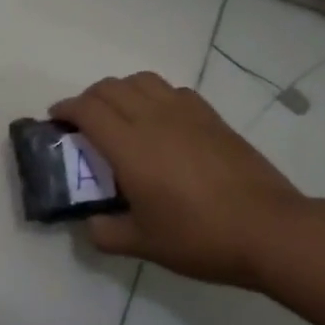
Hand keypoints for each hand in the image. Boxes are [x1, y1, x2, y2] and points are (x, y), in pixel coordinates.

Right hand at [50, 73, 302, 289]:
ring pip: (142, 80)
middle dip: (88, 98)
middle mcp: (154, 119)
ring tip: (119, 114)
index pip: (87, 109)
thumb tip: (90, 224)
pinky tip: (159, 120)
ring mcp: (186, 113)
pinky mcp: (211, 116)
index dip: (65, 109)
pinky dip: (153, 95)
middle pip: (110, 87)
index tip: (56, 120)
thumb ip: (106, 232)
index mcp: (130, 147)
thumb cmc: (200, 237)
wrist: (268, 229)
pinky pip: (172, 90)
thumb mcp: (144, 244)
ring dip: (120, 90)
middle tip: (82, 122)